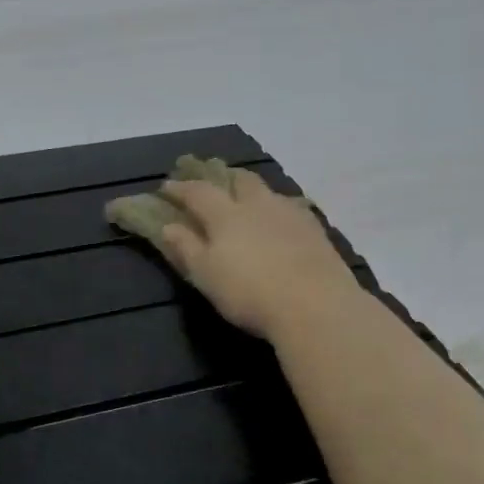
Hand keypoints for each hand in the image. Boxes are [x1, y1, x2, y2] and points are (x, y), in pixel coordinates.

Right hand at [160, 168, 359, 341]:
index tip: (166, 187)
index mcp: (226, 215)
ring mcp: (290, 214)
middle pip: (240, 179)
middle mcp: (258, 204)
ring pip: (269, 191)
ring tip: (250, 204)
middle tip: (214, 184)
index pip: (198, 192)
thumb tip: (168, 226)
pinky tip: (281, 224)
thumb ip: (186, 248)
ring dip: (254, 192)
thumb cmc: (249, 293)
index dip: (180, 188)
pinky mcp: (316, 230)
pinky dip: (280, 210)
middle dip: (223, 177)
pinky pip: (293, 209)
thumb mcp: (206, 276)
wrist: (316, 306)